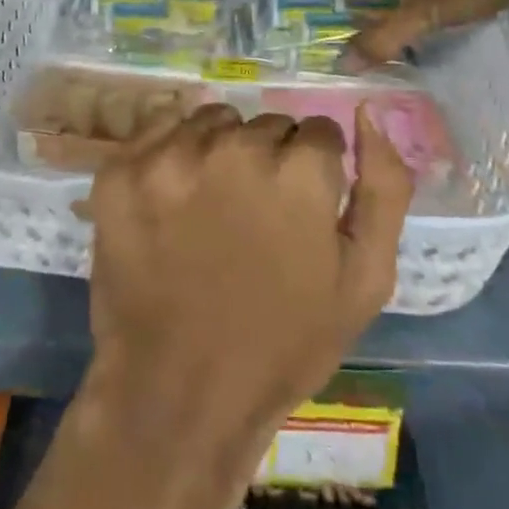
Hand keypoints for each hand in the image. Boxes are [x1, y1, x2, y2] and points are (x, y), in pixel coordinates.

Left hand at [82, 102, 413, 453]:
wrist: (178, 395)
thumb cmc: (282, 344)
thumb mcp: (366, 279)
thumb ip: (385, 188)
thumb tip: (369, 113)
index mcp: (298, 173)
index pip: (318, 132)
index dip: (316, 172)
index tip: (301, 210)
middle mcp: (235, 148)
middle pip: (267, 125)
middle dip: (271, 160)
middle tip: (254, 218)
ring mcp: (172, 156)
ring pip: (215, 121)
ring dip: (221, 150)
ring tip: (212, 209)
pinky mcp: (124, 169)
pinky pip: (161, 126)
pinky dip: (173, 152)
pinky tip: (174, 199)